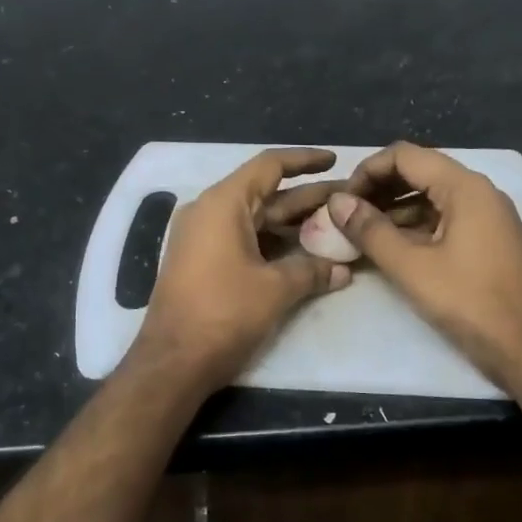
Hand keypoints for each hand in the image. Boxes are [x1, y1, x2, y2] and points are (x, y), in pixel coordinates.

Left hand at [132, 148, 352, 392]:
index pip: (269, 166)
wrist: (173, 361)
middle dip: (308, 197)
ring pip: (257, 219)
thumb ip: (312, 271)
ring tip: (334, 225)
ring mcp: (202, 237)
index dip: (305, 160)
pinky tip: (304, 252)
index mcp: (223, 203)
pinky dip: (273, 243)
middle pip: (266, 193)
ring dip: (293, 223)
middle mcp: (209, 212)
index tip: (335, 160)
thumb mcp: (275, 289)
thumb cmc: (224, 313)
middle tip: (348, 201)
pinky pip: (244, 239)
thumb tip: (344, 271)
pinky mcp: (202, 261)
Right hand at [326, 141, 521, 391]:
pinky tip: (389, 249)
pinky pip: (443, 219)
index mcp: (465, 187)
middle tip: (345, 216)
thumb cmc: (471, 303)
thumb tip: (336, 202)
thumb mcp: (412, 268)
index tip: (341, 200)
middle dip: (377, 190)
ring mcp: (486, 216)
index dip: (366, 171)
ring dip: (393, 210)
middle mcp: (478, 192)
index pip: (404, 155)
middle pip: (418, 172)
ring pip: (429, 197)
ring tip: (359, 234)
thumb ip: (371, 231)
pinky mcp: (487, 240)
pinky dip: (413, 227)